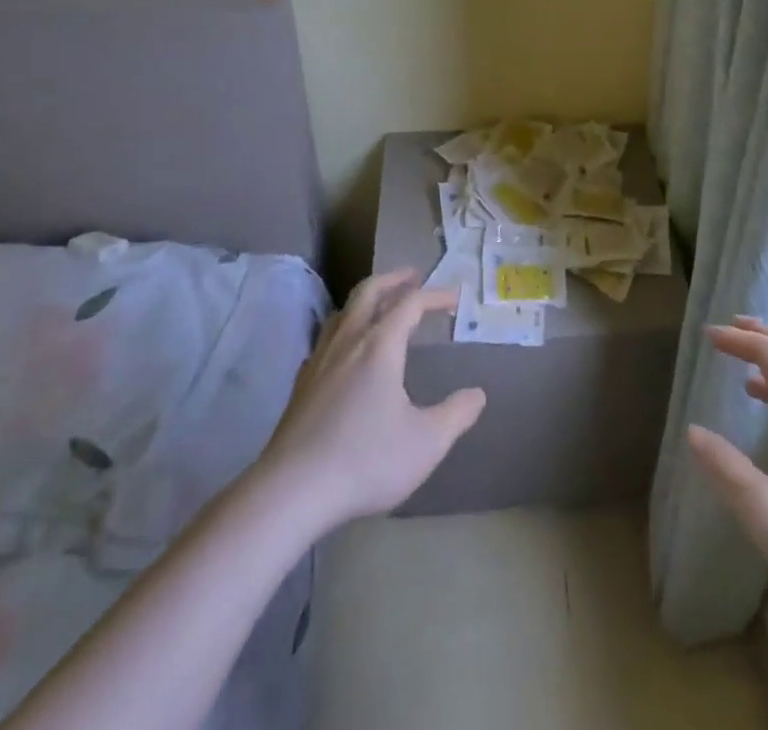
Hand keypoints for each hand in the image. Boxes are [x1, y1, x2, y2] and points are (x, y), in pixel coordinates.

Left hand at [254, 270, 485, 536]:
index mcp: (380, 346)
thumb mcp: (426, 443)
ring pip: (343, 313)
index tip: (455, 299)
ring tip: (380, 307)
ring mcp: (319, 361)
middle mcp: (348, 342)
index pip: (410, 303)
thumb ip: (456, 415)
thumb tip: (477, 395)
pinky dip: (344, 330)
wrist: (291, 492)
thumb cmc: (365, 460)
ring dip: (365, 300)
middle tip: (413, 276)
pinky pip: (325, 340)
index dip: (435, 296)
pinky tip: (346, 352)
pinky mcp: (301, 386)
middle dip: (393, 279)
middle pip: (369, 292)